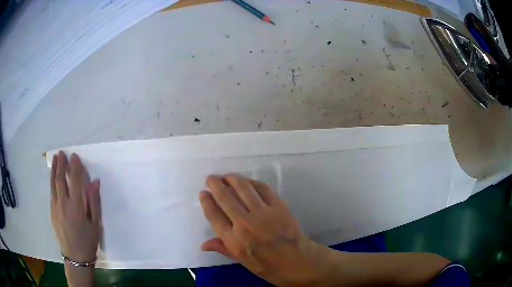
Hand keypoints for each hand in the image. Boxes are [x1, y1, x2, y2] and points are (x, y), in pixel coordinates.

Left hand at [50, 151, 100, 263]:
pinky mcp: (51, 211)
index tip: (75, 156)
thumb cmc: (88, 241)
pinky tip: (54, 178)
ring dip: (54, 170)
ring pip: (53, 184)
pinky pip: (51, 192)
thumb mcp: (95, 224)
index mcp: (76, 207)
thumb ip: (94, 202)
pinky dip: (52, 181)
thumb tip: (94, 182)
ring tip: (55, 158)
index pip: (74, 181)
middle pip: (60, 179)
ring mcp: (55, 207)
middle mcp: (63, 204)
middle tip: (62, 153)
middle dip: (61, 164)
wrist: (76, 257)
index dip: (75, 167)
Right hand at [199, 174, 330, 285]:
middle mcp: (245, 224)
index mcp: (234, 240)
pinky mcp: (278, 206)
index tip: (203, 193)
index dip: (206, 201)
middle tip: (211, 179)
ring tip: (226, 177)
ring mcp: (263, 213)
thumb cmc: (269, 266)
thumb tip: (203, 244)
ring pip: (243, 187)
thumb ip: (223, 249)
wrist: (298, 262)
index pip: (214, 215)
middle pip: (225, 197)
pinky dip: (252, 182)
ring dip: (232, 178)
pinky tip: (247, 182)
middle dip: (215, 184)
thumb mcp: (242, 262)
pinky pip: (262, 188)